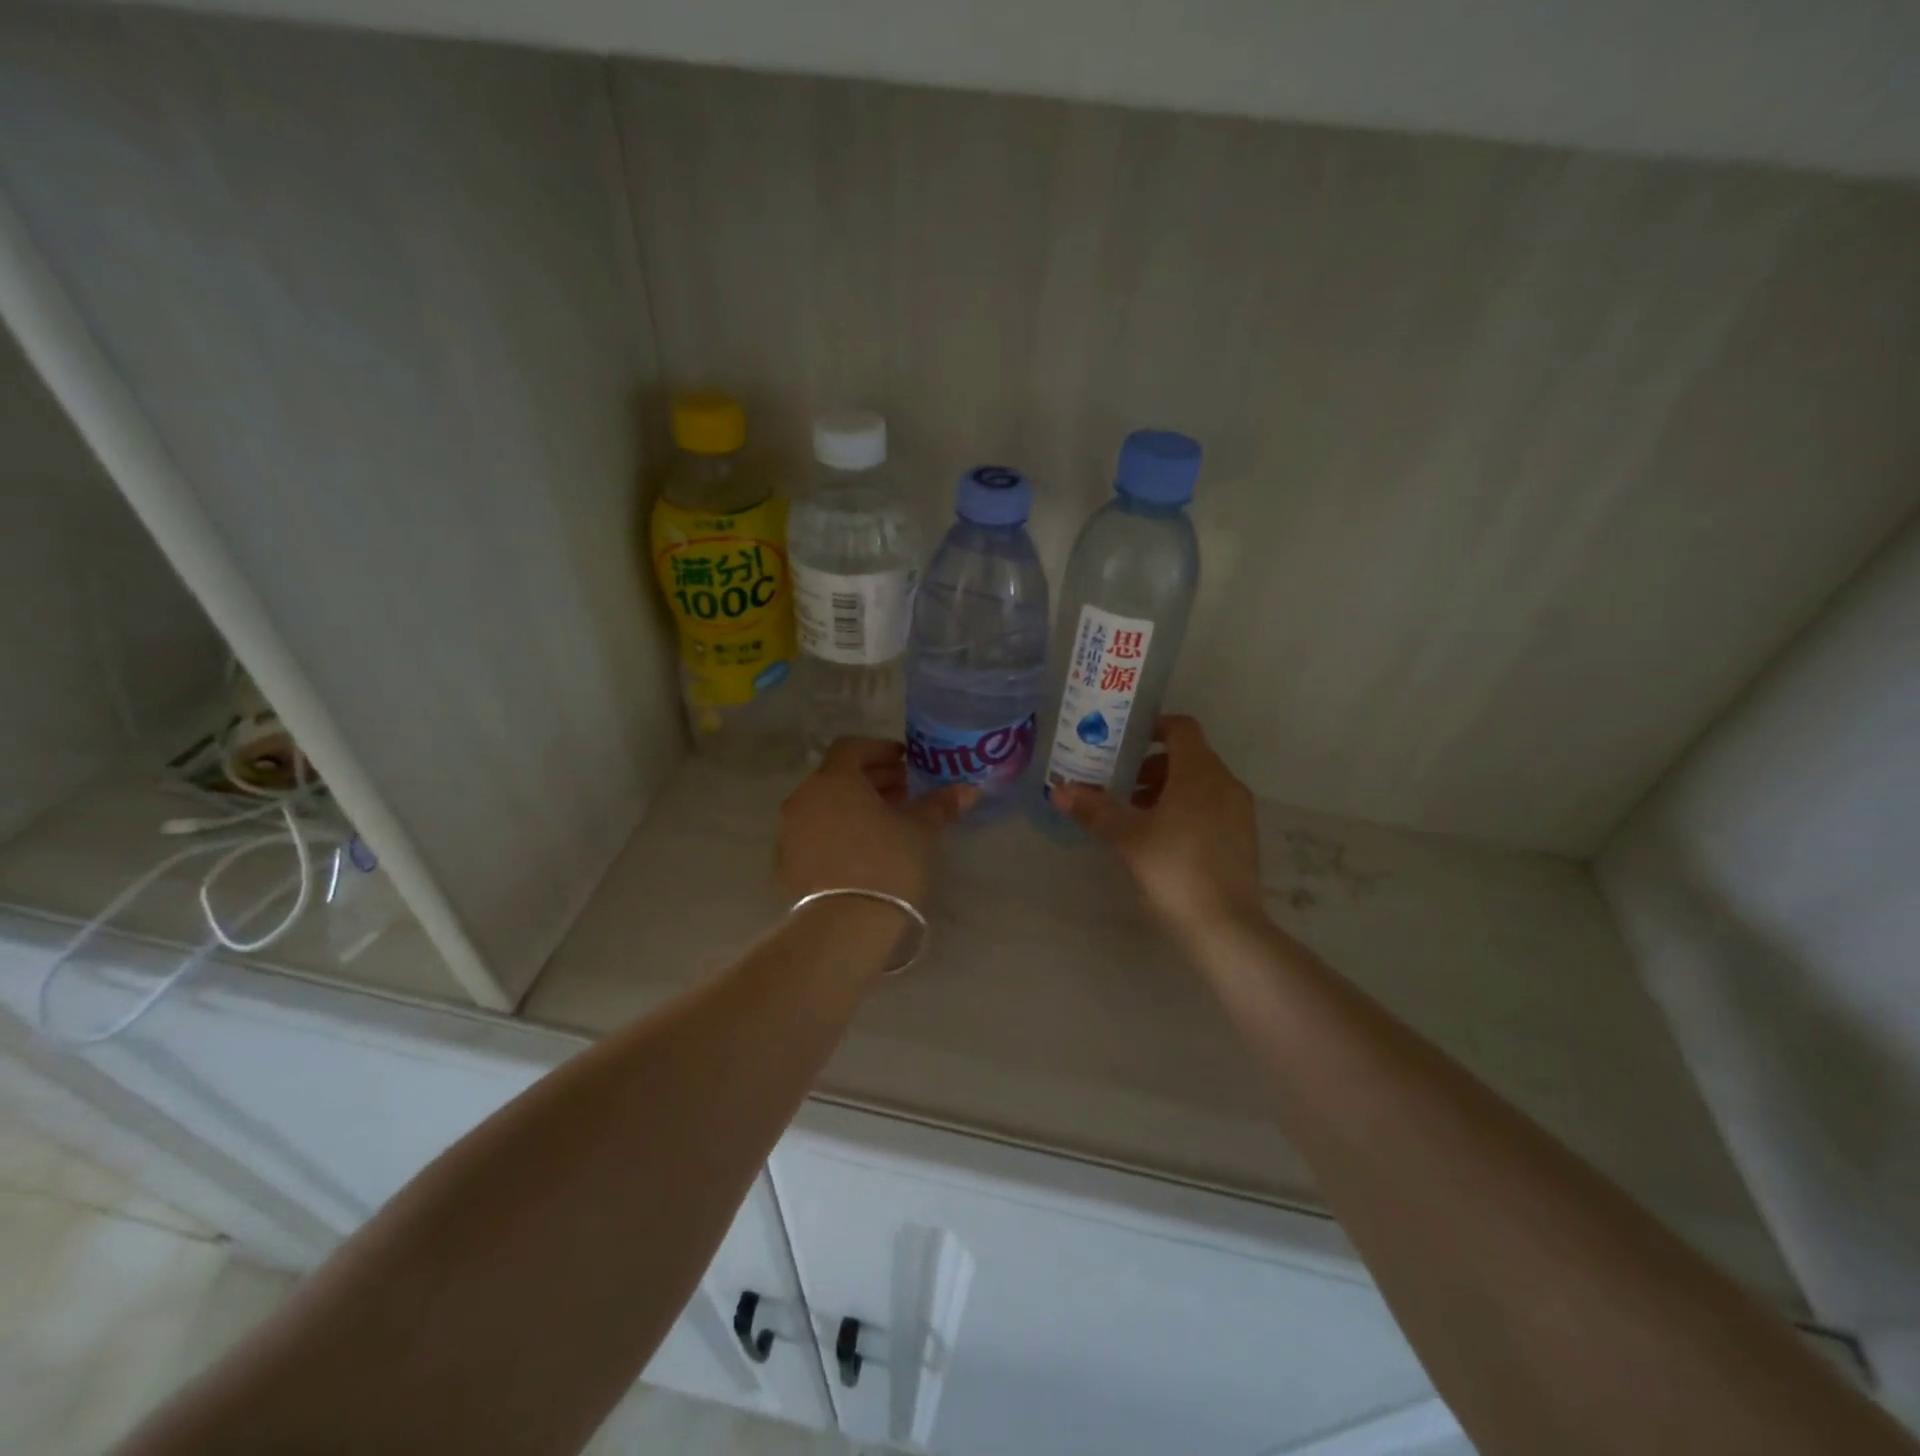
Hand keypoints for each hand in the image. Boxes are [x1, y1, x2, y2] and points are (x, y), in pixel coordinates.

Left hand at [777, 738, 975, 910]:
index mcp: (833, 780)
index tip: (905, 762)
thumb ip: (940, 804)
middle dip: (871, 780)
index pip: (852, 747)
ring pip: (825, 806)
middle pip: (838, 777)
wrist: (845, 926)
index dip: (880, 750)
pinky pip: (815, 835)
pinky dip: (838, 832)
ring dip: (854, 807)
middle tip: (903, 792)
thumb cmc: (887, 863)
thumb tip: (968, 789)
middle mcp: (804, 798)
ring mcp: (790, 832)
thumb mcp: (920, 830)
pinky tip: (863, 851)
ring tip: (887, 823)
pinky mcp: (787, 864)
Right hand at [1053, 716, 1265, 937]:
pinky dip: (1186, 809)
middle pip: (1189, 757)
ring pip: (1200, 784)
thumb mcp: (1127, 838)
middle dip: (1152, 765)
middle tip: (1119, 783)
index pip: (1181, 728)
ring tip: (1135, 815)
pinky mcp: (1243, 838)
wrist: (1226, 927)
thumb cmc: (1173, 870)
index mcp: (1199, 773)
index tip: (1124, 741)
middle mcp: (1225, 784)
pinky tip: (1161, 839)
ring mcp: (1239, 812)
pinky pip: (1212, 807)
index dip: (1153, 727)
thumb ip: (1094, 810)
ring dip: (1167, 789)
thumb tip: (1059, 791)